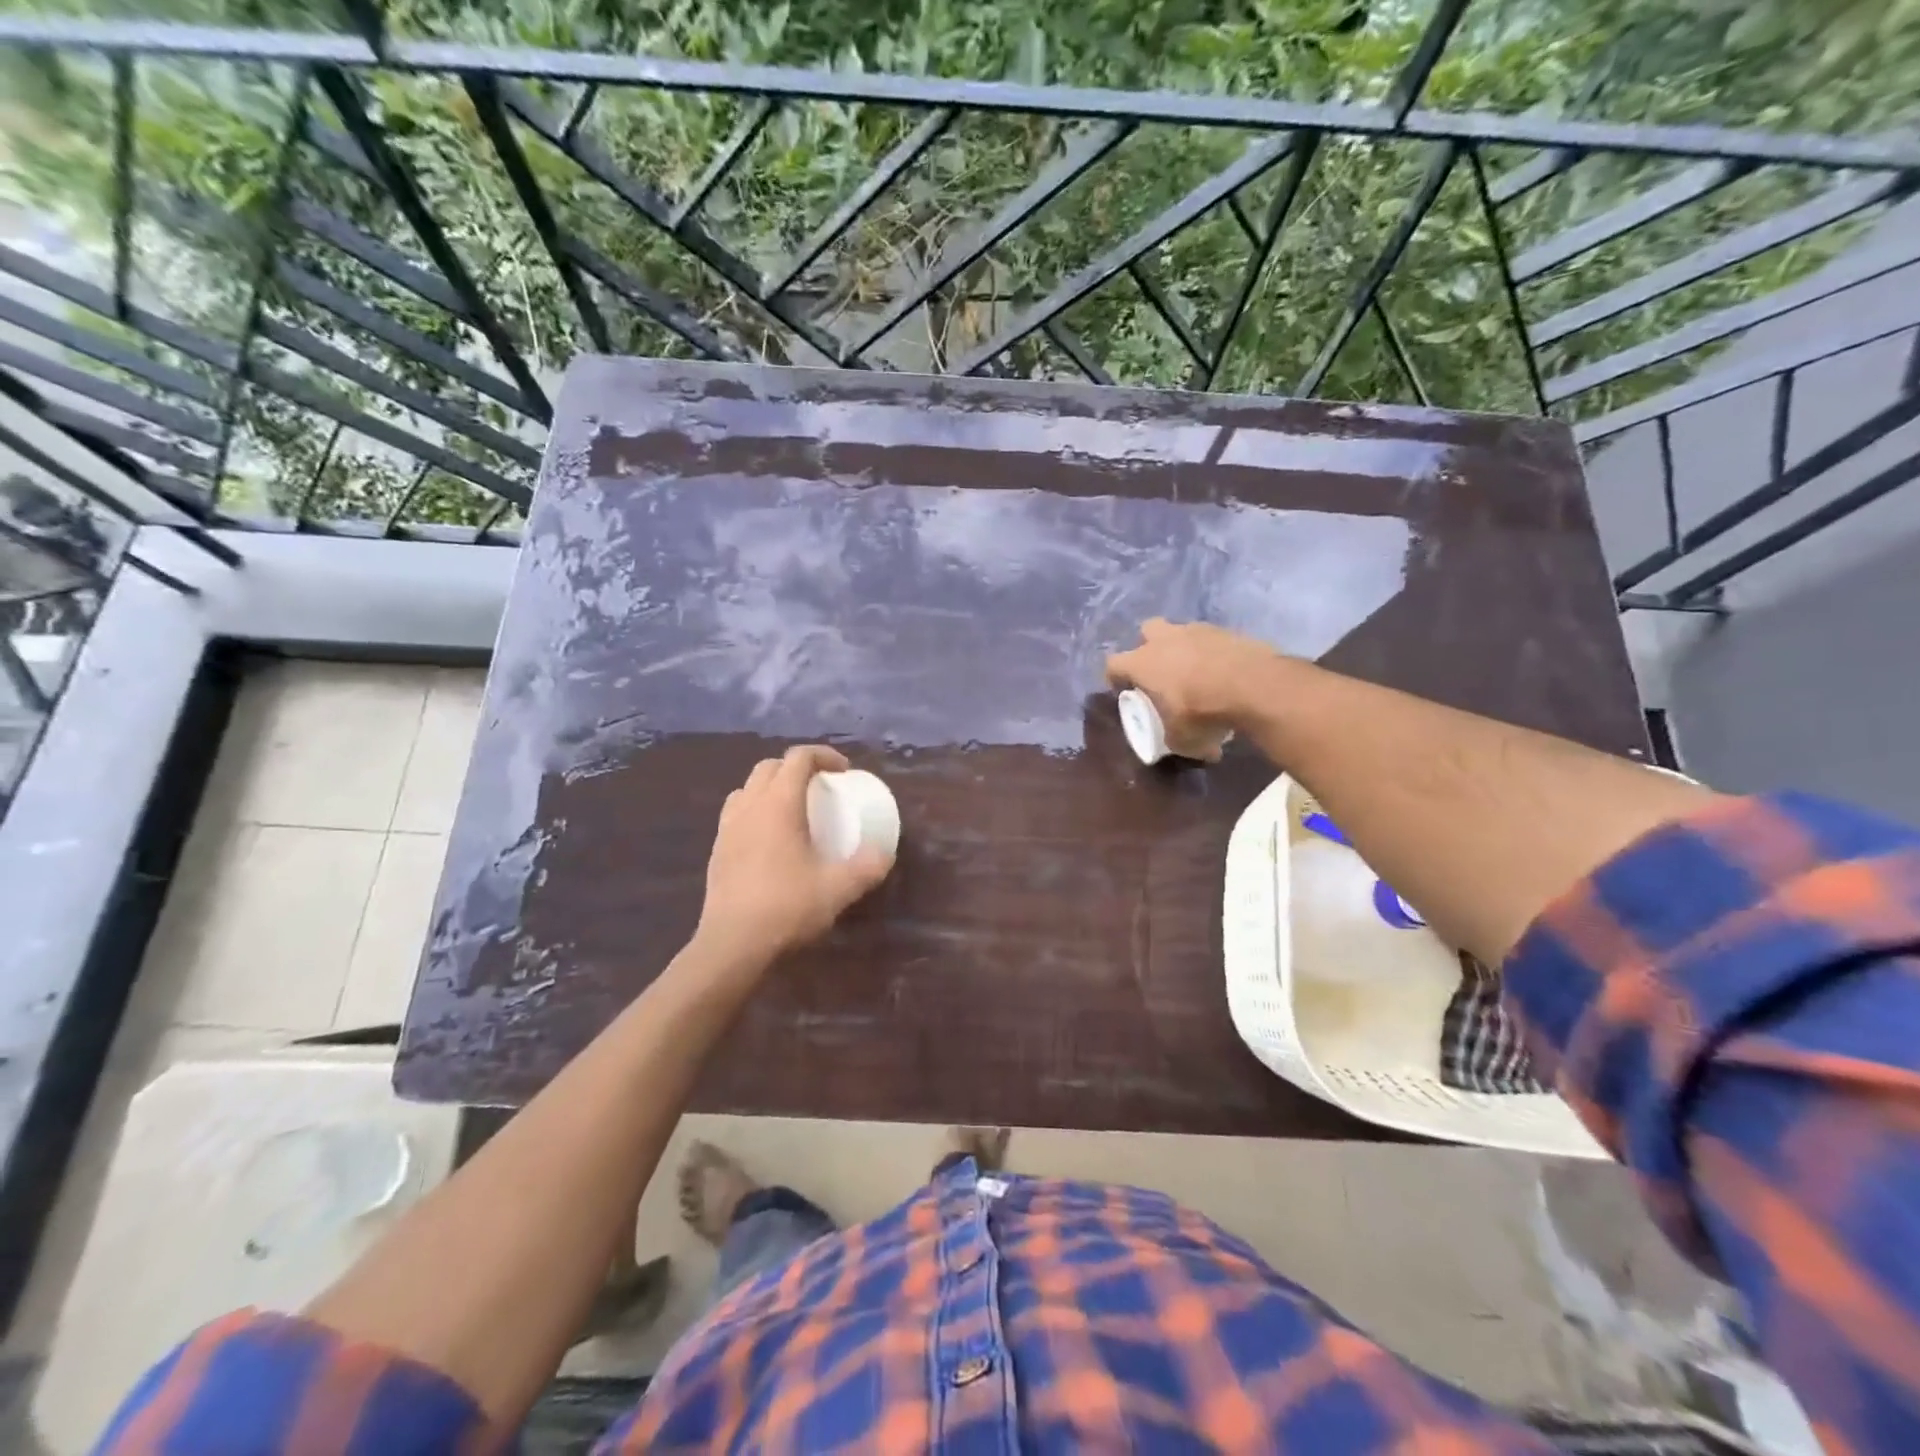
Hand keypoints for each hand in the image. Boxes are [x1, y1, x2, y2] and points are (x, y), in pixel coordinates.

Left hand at [693, 745, 893, 969]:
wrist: (732, 945)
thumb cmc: (786, 907)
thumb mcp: (838, 888)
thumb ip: (866, 867)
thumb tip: (884, 853)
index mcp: (778, 804)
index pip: (798, 758)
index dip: (823, 755)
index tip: (843, 772)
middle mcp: (749, 807)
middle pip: (769, 767)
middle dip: (795, 768)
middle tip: (819, 788)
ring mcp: (727, 828)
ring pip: (747, 789)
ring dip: (770, 788)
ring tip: (791, 810)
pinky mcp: (716, 851)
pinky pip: (736, 815)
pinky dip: (755, 813)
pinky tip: (769, 841)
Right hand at [1104, 619, 1278, 759]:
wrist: (1253, 685)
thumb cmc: (1202, 712)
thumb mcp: (1182, 739)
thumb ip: (1175, 739)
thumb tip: (1184, 745)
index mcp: (1142, 663)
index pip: (1113, 664)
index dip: (1115, 678)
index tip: (1125, 691)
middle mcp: (1165, 640)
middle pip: (1147, 631)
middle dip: (1150, 647)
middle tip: (1161, 671)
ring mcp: (1197, 630)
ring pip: (1182, 632)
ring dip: (1185, 648)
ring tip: (1199, 673)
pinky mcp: (1228, 630)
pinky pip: (1212, 639)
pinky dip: (1214, 653)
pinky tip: (1225, 672)